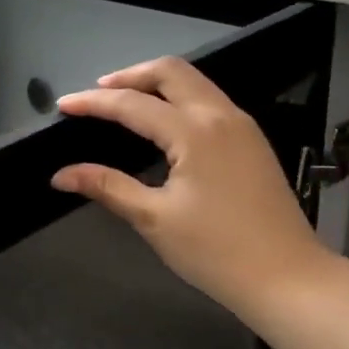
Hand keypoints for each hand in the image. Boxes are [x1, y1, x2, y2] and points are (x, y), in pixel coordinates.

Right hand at [52, 58, 335, 327]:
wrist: (287, 277)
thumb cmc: (215, 251)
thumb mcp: (154, 219)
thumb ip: (107, 187)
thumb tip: (61, 175)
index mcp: (194, 132)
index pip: (133, 104)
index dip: (93, 103)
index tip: (63, 106)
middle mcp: (220, 115)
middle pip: (171, 71)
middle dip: (130, 76)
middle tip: (97, 94)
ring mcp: (242, 125)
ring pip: (195, 82)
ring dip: (157, 83)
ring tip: (125, 101)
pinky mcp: (252, 140)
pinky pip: (210, 99)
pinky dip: (180, 97)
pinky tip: (163, 121)